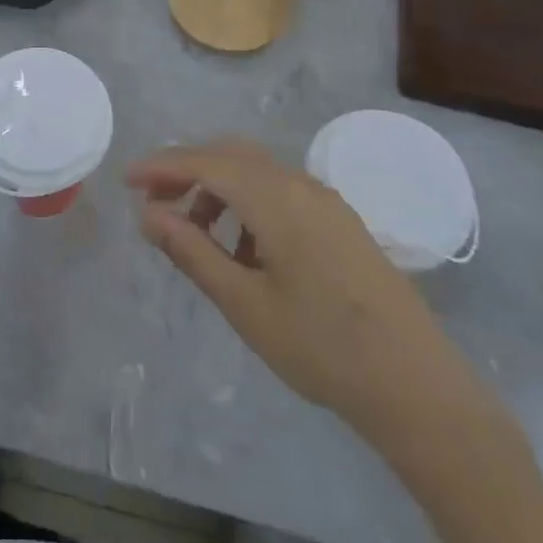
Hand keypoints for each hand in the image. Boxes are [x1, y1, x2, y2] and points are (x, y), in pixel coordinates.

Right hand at [128, 142, 499, 461]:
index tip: (126, 181)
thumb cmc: (320, 347)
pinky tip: (246, 251)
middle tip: (155, 203)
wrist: (417, 387)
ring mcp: (326, 200)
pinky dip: (249, 203)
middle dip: (187, 170)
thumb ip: (192, 251)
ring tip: (198, 235)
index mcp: (274, 198)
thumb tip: (148, 214)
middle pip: (231, 155)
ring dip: (219, 188)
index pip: (205, 163)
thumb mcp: (243, 303)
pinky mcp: (342, 221)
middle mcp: (300, 184)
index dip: (161, 167)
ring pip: (257, 172)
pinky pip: (282, 192)